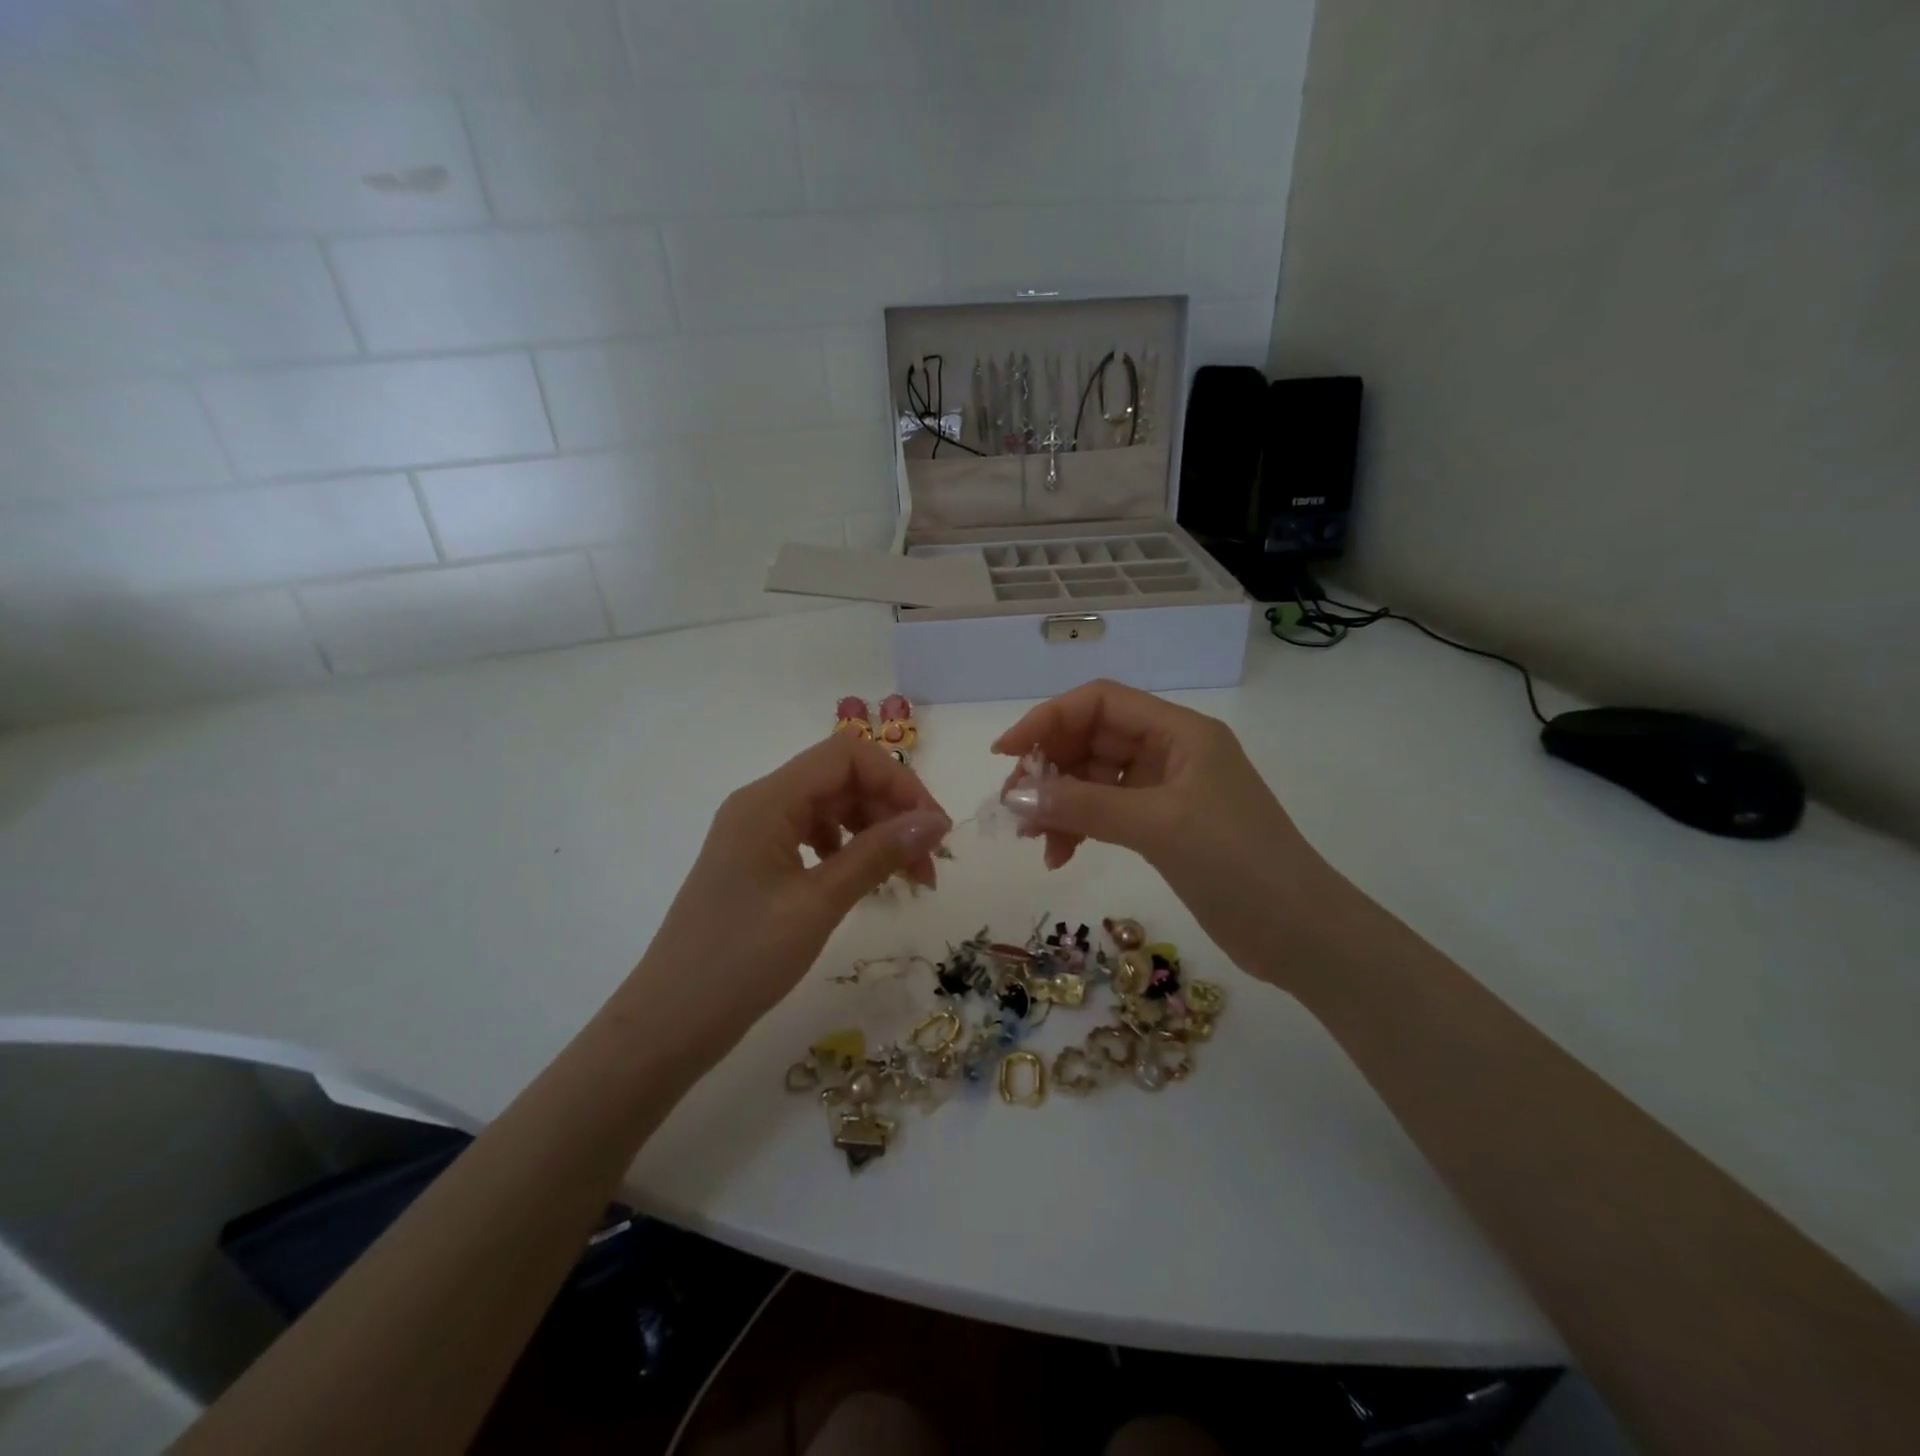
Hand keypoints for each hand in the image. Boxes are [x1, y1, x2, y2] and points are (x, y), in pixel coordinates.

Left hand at [619, 735, 950, 1049]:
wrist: (668, 1024)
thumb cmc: (741, 961)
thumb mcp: (818, 904)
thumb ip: (878, 854)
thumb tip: (937, 822)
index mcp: (768, 800)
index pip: (847, 756)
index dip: (898, 782)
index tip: (934, 829)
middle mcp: (760, 804)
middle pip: (841, 780)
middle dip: (891, 812)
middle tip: (927, 866)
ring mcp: (755, 833)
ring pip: (831, 808)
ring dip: (875, 832)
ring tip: (907, 879)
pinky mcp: (755, 862)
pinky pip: (812, 836)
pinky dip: (848, 850)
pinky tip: (864, 881)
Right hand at [993, 680, 1326, 981]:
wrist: (1301, 934)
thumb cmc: (1238, 864)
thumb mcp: (1158, 826)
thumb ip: (1083, 806)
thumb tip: (1016, 798)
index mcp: (1180, 732)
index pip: (1101, 702)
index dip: (1049, 719)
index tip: (1006, 753)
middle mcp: (1171, 752)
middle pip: (1092, 739)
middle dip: (1049, 768)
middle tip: (1014, 807)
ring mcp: (1166, 791)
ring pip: (1093, 779)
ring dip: (1059, 802)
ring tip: (1033, 840)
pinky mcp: (1162, 827)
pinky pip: (1105, 812)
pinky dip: (1078, 827)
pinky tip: (1059, 855)